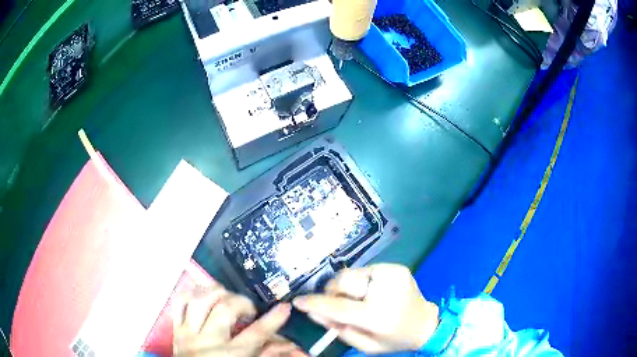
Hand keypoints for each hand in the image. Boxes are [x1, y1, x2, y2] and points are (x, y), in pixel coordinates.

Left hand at [173, 285, 295, 355]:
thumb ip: (266, 354)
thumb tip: (289, 342)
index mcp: (231, 354)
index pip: (256, 333)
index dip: (273, 318)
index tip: (284, 307)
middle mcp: (209, 340)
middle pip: (225, 309)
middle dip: (242, 302)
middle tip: (250, 309)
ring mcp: (190, 332)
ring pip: (200, 300)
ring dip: (217, 292)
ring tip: (228, 297)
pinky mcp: (176, 327)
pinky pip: (179, 302)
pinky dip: (192, 292)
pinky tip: (204, 294)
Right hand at [292, 264, 438, 353]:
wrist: (425, 323)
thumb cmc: (393, 339)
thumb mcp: (364, 345)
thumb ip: (337, 329)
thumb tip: (313, 312)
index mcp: (377, 316)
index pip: (337, 307)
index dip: (315, 303)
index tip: (298, 301)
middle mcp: (385, 290)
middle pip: (343, 280)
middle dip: (332, 291)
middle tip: (335, 303)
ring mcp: (392, 274)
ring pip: (352, 273)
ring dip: (347, 286)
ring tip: (356, 299)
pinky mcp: (396, 268)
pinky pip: (365, 271)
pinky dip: (360, 282)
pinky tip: (369, 293)